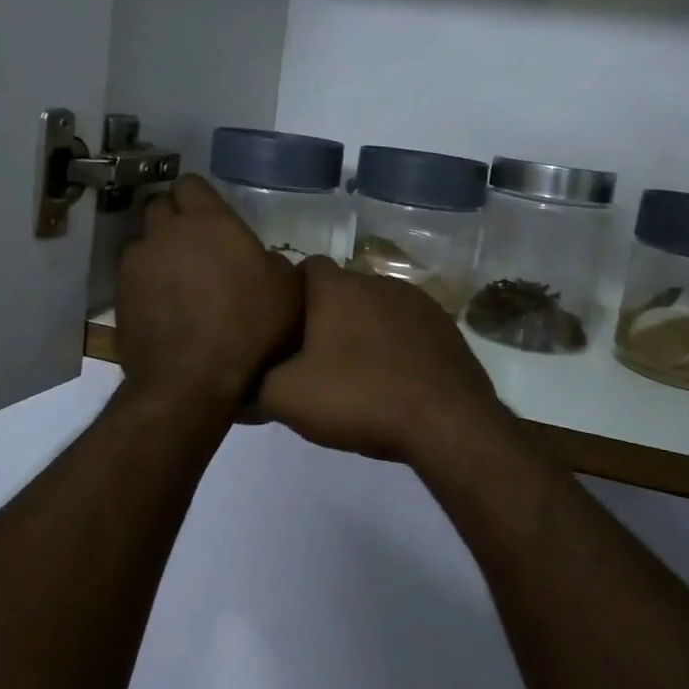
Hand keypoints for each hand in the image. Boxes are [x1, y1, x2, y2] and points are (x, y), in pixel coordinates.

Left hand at [115, 175, 301, 409]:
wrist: (191, 381)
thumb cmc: (249, 328)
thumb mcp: (289, 293)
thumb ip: (278, 264)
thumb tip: (266, 262)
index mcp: (208, 221)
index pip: (190, 183)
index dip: (200, 197)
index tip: (213, 216)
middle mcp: (166, 233)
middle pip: (160, 207)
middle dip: (175, 219)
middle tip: (197, 246)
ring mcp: (136, 265)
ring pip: (143, 243)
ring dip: (158, 253)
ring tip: (178, 282)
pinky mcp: (119, 297)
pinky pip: (132, 278)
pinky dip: (146, 285)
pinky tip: (165, 309)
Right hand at [259, 259, 506, 463]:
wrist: (445, 421)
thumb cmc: (359, 397)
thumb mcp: (287, 398)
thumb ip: (256, 386)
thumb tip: (242, 388)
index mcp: (337, 287)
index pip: (306, 268)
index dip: (292, 293)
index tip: (284, 325)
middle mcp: (378, 282)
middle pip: (342, 290)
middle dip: (328, 316)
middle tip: (314, 357)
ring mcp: (418, 302)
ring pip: (377, 309)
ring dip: (365, 331)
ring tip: (357, 372)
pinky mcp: (445, 327)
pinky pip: (408, 328)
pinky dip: (397, 346)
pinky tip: (395, 380)